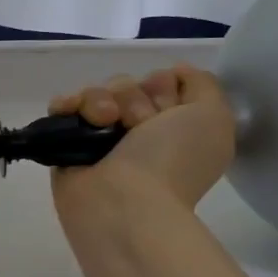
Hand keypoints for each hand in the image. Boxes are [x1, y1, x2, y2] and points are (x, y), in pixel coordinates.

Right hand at [48, 64, 235, 232]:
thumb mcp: (214, 117)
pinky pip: (63, 106)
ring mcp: (99, 138)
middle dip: (133, 97)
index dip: (165, 89)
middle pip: (127, 84)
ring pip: (97, 92)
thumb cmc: (172, 162)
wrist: (124, 204)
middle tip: (139, 126)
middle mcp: (137, 132)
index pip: (161, 82)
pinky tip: (74, 115)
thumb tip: (172, 72)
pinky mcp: (66, 142)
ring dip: (101, 101)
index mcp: (173, 129)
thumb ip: (203, 84)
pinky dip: (67, 104)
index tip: (168, 112)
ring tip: (104, 122)